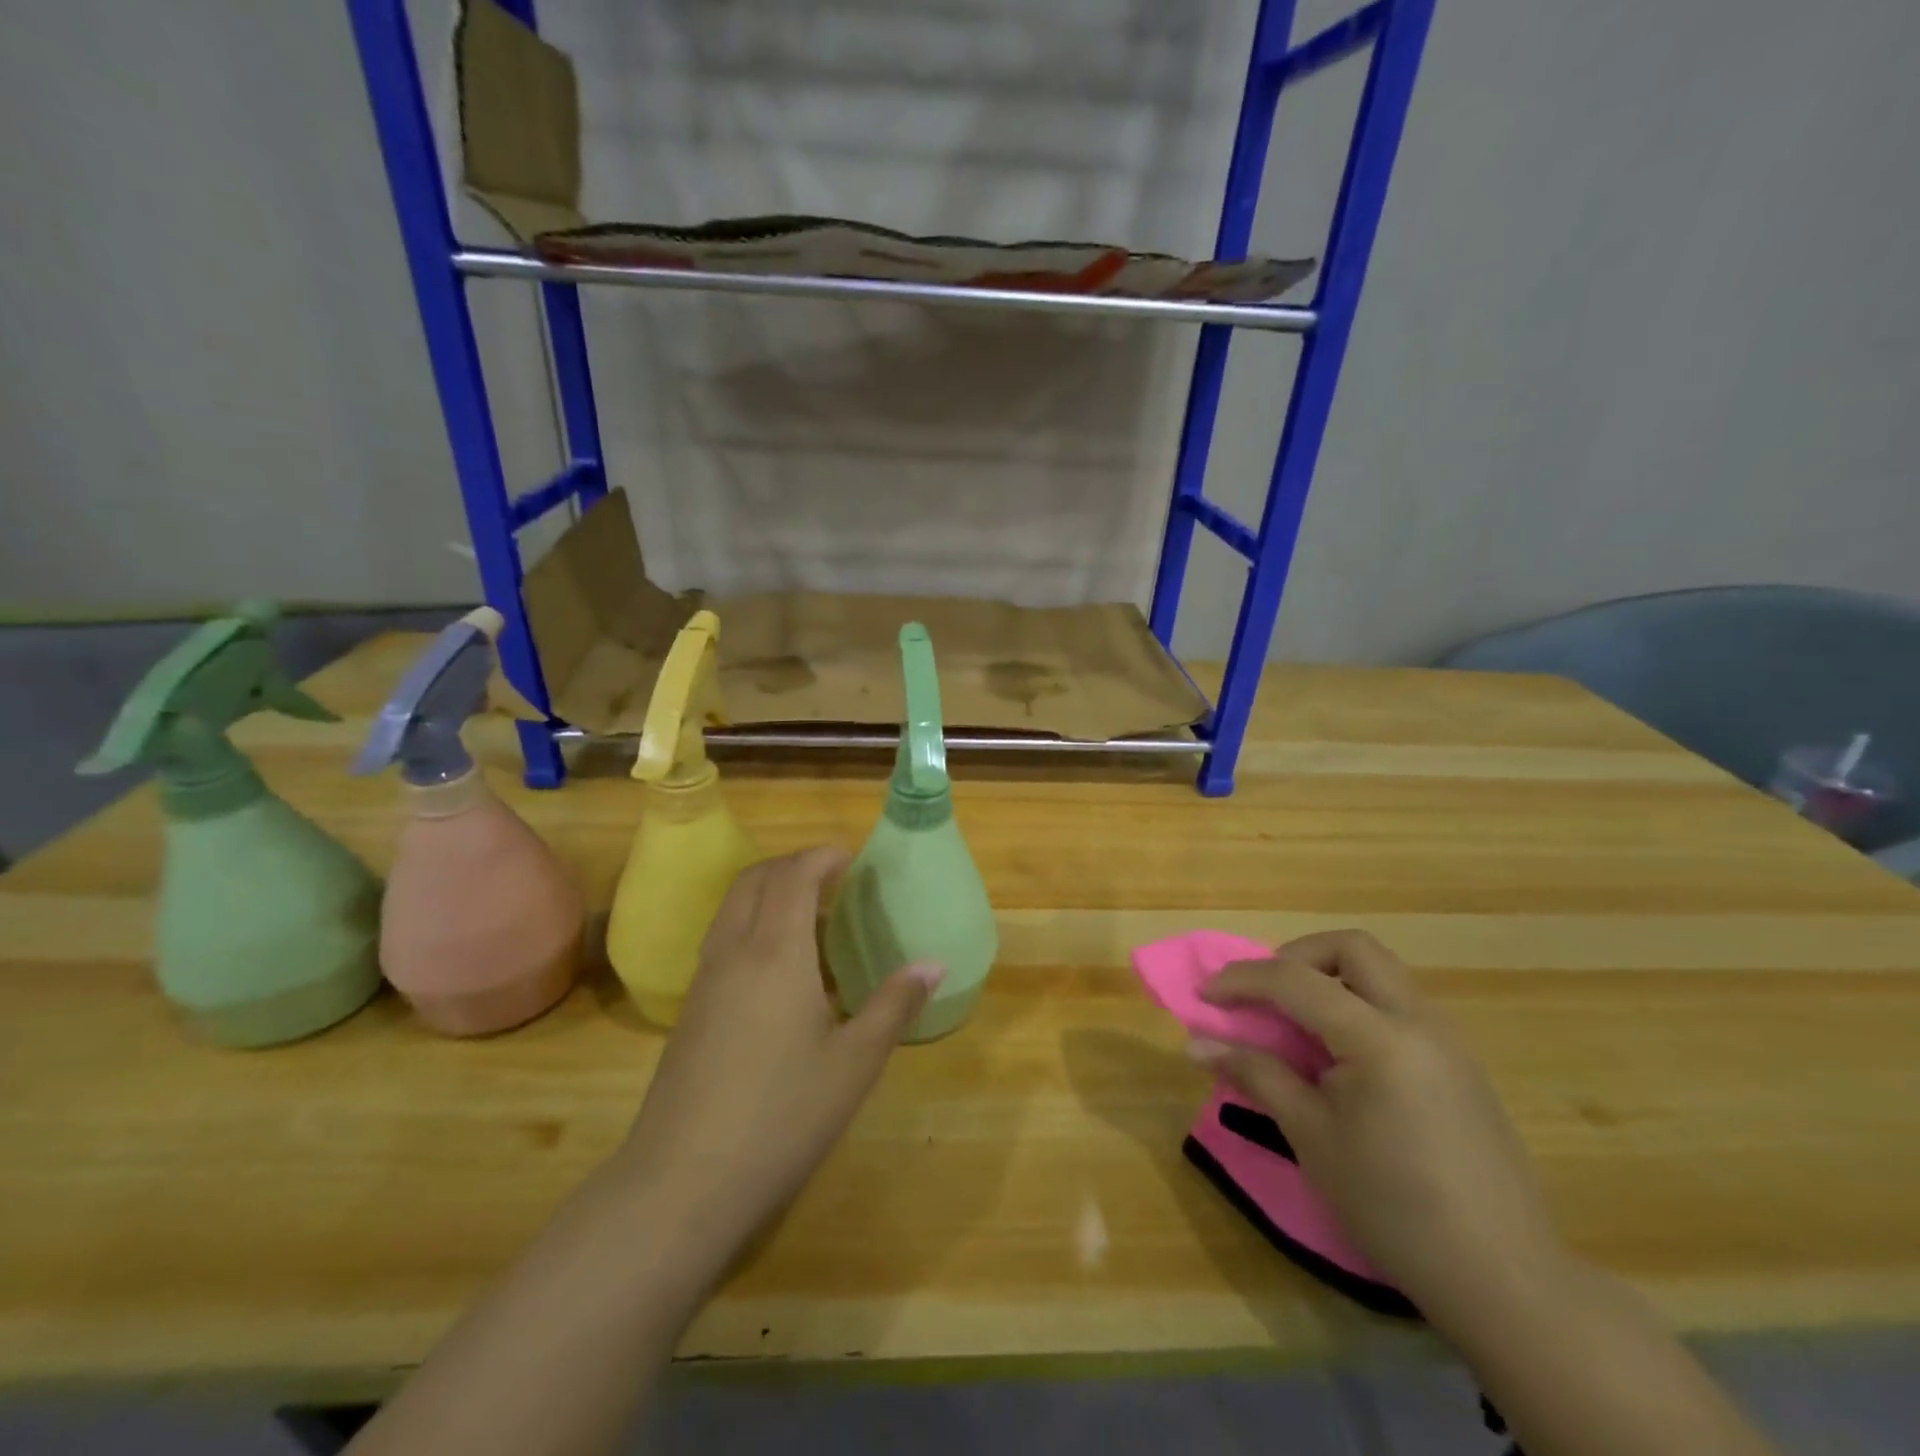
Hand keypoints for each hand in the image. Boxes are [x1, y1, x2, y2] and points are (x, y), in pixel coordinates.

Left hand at [610, 846, 942, 1280]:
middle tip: (832, 879)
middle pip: (755, 880)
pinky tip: (781, 972)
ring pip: (732, 908)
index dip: (822, 856)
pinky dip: (753, 926)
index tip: (852, 860)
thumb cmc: (782, 1116)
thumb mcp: (854, 1063)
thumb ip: (895, 1005)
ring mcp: (704, 981)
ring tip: (812, 920)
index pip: (793, 875)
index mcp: (775, 952)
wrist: (682, 1184)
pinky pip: (723, 940)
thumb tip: (934, 964)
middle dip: (793, 865)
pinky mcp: (690, 1011)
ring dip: (769, 894)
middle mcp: (733, 952)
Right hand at [1191, 930, 1568, 1328]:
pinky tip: (1339, 1056)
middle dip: (1296, 956)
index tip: (1203, 996)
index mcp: (1379, 1038)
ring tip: (1295, 1023)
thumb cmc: (1394, 1207)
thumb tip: (1196, 1044)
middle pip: (1351, 948)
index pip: (1296, 980)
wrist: (1505, 1280)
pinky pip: (1397, 1005)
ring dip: (1328, 977)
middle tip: (1265, 995)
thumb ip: (1256, 1075)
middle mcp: (1418, 1021)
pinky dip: (1356, 1005)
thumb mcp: (1311, 1137)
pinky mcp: (1458, 1064)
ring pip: (1379, 972)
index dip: (1242, 979)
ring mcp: (1445, 1040)